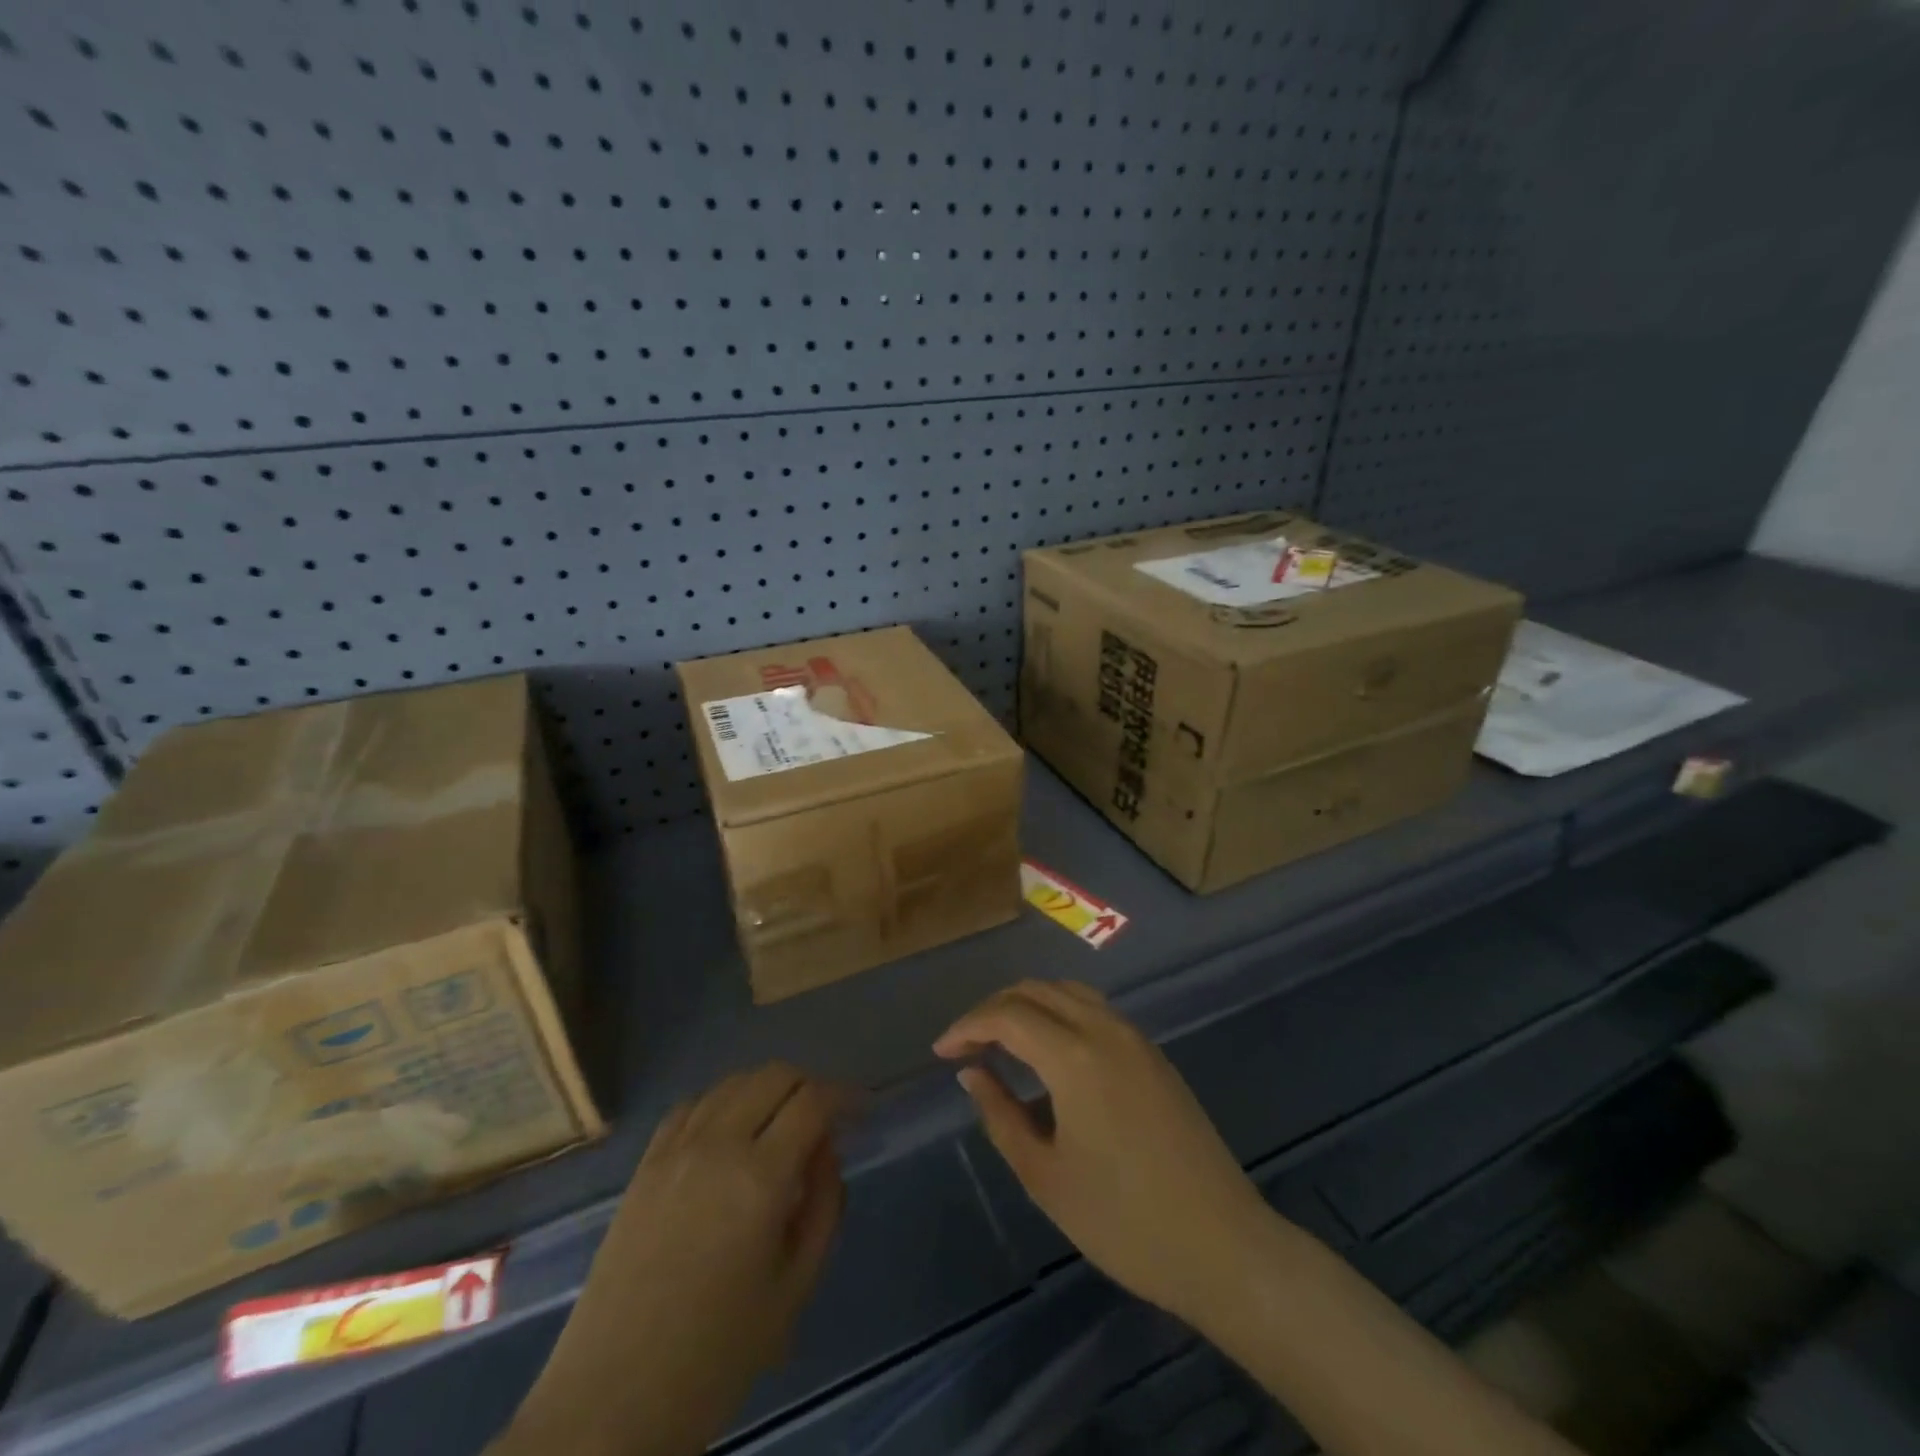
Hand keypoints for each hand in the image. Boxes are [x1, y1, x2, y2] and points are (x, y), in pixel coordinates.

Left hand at [498, 1064, 846, 1455]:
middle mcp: (718, 1145)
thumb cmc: (716, 1355)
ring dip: (768, 1090)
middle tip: (826, 1121)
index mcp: (761, 1178)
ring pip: (734, 1082)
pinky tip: (729, 1134)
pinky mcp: (644, 1164)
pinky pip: (692, 1105)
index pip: (814, 1101)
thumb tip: (827, 1151)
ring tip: (780, 1126)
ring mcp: (675, 1150)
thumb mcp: (794, 1288)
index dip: (846, 1095)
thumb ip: (825, 1207)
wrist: (611, 1402)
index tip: (863, 1109)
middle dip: (810, 1086)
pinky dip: (723, 1103)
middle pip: (775, 1075)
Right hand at [934, 981, 1272, 1327]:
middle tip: (966, 1047)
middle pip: (1037, 991)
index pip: (1008, 1015)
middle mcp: (1105, 1029)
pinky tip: (1048, 1054)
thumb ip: (1001, 1115)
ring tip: (1001, 1042)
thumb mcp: (1046, 1176)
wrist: (1223, 1246)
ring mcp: (1135, 1038)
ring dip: (1028, 1005)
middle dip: (994, 1009)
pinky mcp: (1153, 1054)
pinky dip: (1059, 1014)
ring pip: (1069, 993)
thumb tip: (973, 1072)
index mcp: (1075, 1056)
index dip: (968, 1026)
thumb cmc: (1124, 1221)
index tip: (941, 1052)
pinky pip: (1095, 1011)